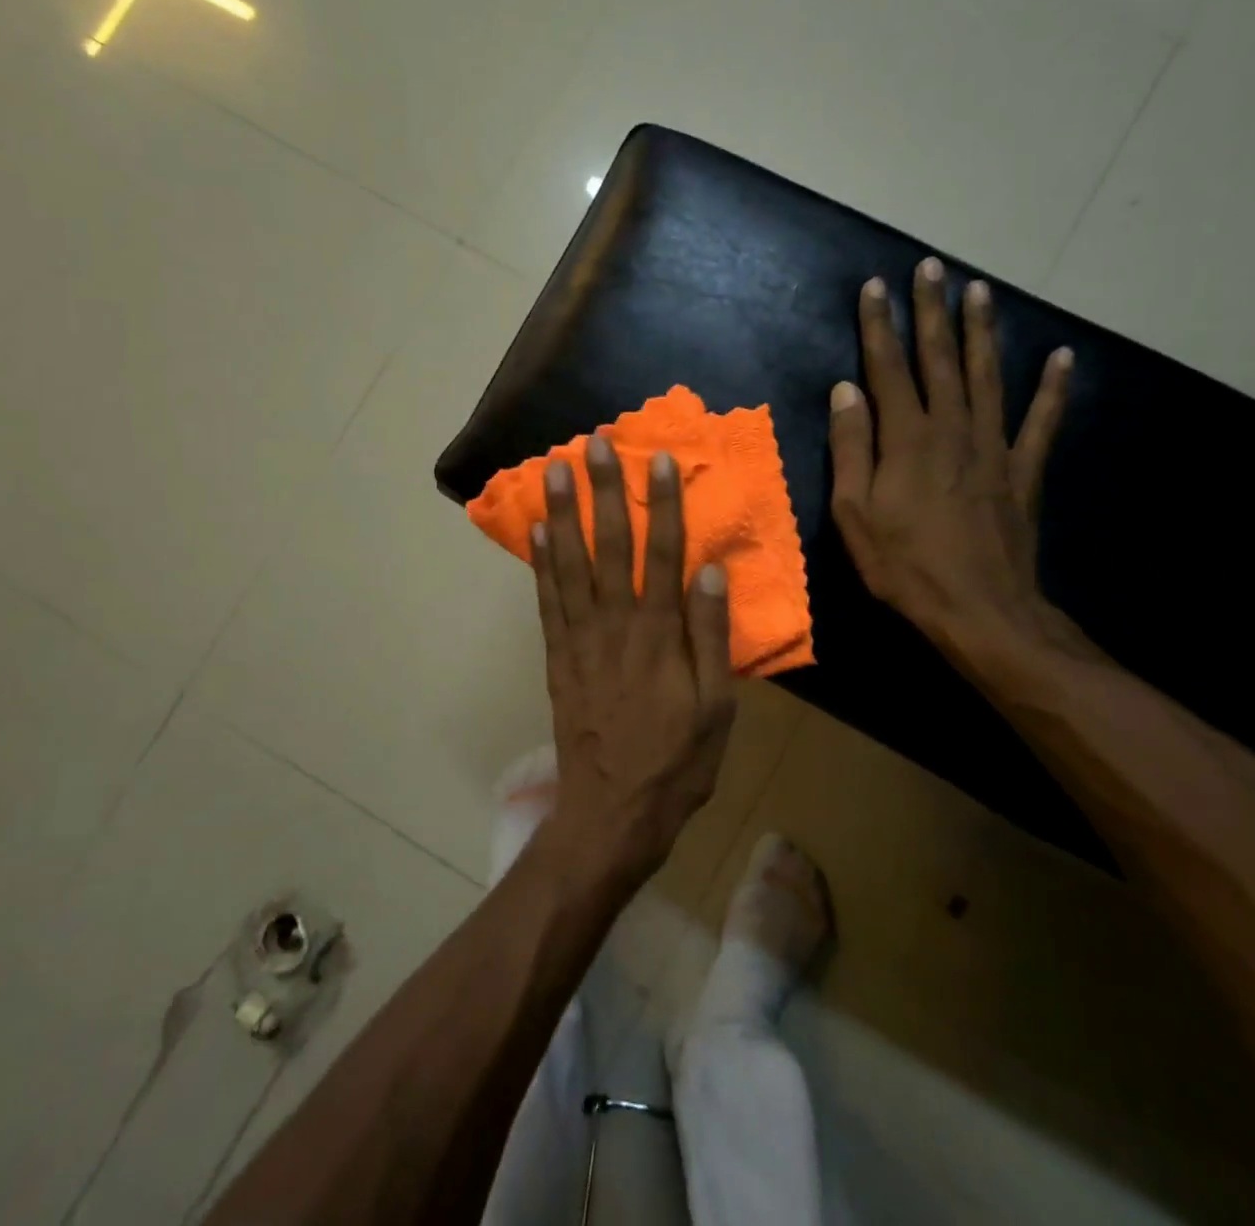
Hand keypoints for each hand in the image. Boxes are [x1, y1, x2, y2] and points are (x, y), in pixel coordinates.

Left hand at [532, 436, 737, 883]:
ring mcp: (581, 638)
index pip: (664, 553)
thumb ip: (711, 637)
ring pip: (571, 563)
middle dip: (603, 491)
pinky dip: (541, 562)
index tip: (658, 459)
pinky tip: (538, 529)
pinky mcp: (558, 655)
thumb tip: (711, 572)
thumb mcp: (717, 708)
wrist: (613, 811)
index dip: (662, 504)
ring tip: (555, 468)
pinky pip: (547, 600)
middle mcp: (617, 624)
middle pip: (610, 545)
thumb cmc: (677, 762)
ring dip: (564, 512)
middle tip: (593, 443)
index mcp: (661, 634)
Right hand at [828, 258, 1073, 655]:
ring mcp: (993, 446)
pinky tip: (1062, 357)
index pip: (888, 368)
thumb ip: (851, 448)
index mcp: (906, 439)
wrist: (980, 610)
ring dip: (981, 331)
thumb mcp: (855, 514)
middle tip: (931, 267)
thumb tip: (846, 390)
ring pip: (986, 375)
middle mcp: (952, 428)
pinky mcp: (1023, 470)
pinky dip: (1053, 388)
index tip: (874, 286)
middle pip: (939, 358)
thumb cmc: (905, 566)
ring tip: (980, 289)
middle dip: (931, 310)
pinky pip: (1041, 421)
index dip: (879, 326)